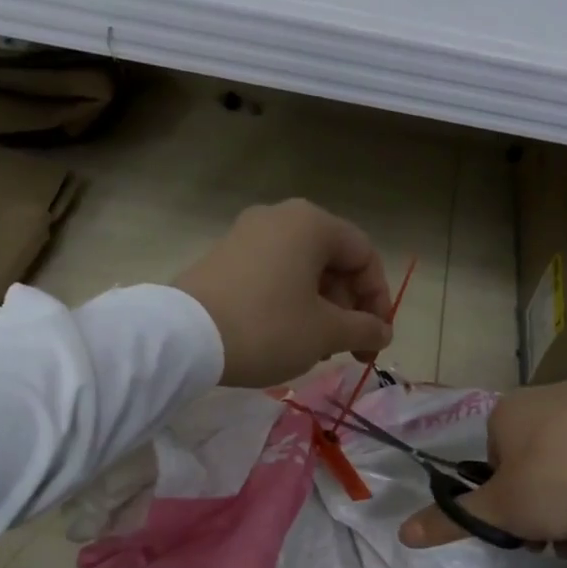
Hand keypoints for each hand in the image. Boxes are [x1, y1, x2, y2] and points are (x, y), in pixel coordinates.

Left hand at [172, 200, 393, 387]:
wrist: (184, 337)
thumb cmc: (267, 328)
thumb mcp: (324, 333)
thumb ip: (363, 329)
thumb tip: (382, 333)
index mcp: (311, 224)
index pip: (364, 255)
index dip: (378, 299)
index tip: (375, 339)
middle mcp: (279, 217)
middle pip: (332, 261)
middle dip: (348, 308)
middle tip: (347, 349)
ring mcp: (246, 235)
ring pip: (301, 270)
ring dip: (320, 310)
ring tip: (317, 349)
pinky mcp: (223, 258)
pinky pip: (271, 275)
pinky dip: (289, 303)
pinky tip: (284, 338)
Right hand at [399, 382, 566, 547]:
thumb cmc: (552, 485)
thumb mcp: (496, 511)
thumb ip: (449, 520)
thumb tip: (402, 534)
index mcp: (509, 410)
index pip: (492, 457)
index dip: (501, 496)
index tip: (517, 525)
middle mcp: (551, 396)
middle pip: (533, 463)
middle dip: (538, 508)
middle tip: (552, 544)